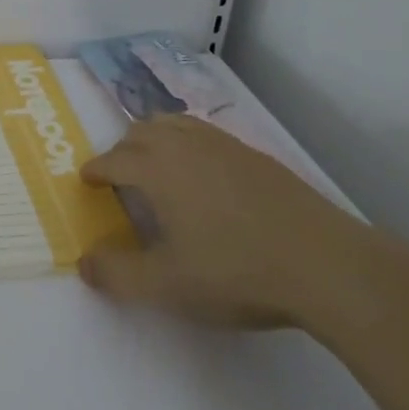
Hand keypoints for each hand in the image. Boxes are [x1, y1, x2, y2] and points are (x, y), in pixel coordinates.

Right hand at [78, 116, 380, 329]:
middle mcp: (184, 144)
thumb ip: (118, 275)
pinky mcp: (256, 155)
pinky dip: (188, 143)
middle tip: (118, 178)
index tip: (86, 180)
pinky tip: (204, 174)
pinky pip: (206, 133)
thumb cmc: (236, 271)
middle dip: (121, 150)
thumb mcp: (168, 286)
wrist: (325, 263)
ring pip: (174, 124)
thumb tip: (83, 263)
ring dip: (154, 138)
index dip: (95, 170)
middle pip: (140, 132)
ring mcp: (223, 145)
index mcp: (156, 168)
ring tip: (156, 164)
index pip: (113, 159)